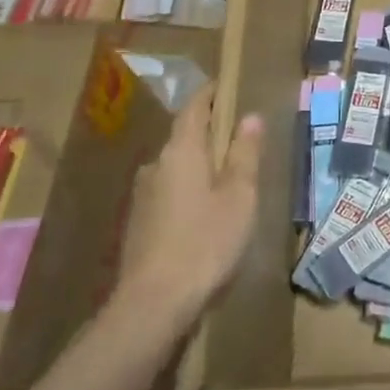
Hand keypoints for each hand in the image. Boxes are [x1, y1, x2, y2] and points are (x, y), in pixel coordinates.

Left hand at [116, 86, 263, 325]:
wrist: (154, 303)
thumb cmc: (206, 241)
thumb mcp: (239, 196)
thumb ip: (245, 154)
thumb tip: (250, 117)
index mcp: (181, 152)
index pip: (194, 109)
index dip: (210, 95)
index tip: (226, 86)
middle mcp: (156, 166)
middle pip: (184, 138)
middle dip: (209, 134)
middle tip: (239, 138)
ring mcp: (143, 196)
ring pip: (176, 168)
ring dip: (199, 166)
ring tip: (228, 179)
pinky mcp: (139, 224)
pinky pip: (169, 192)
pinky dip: (189, 190)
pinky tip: (205, 213)